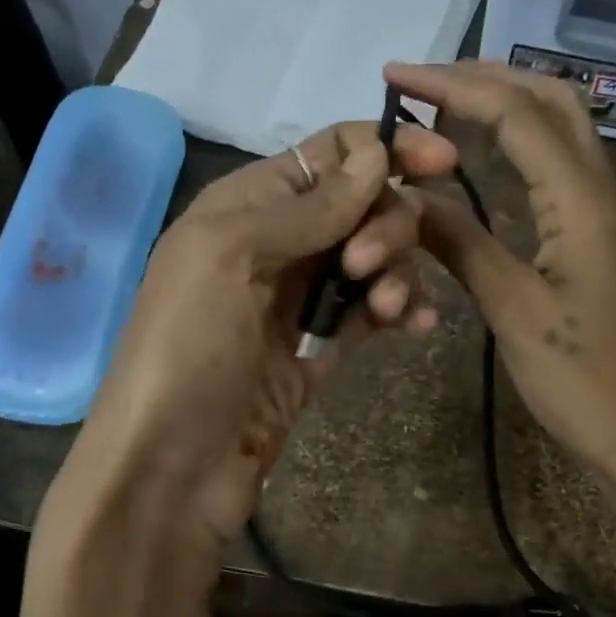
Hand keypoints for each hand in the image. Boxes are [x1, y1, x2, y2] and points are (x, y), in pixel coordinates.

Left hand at [68, 118, 457, 547]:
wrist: (171, 468)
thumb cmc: (188, 349)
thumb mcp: (231, 256)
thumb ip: (308, 206)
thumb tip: (376, 153)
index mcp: (245, 205)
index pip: (327, 154)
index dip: (384, 148)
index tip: (444, 162)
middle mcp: (276, 243)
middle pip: (360, 205)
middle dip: (386, 224)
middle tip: (370, 268)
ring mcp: (298, 300)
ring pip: (374, 259)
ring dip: (397, 273)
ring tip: (393, 311)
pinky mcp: (318, 350)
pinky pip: (372, 312)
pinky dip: (402, 311)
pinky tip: (421, 326)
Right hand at [388, 60, 615, 483]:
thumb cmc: (580, 380)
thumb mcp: (512, 310)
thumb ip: (461, 244)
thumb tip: (410, 197)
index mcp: (581, 201)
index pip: (515, 114)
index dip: (452, 85)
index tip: (394, 76)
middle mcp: (601, 191)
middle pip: (551, 100)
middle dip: (486, 77)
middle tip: (423, 82)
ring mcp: (606, 213)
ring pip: (562, 128)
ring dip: (507, 101)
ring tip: (447, 104)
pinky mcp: (600, 237)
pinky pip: (561, 164)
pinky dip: (521, 140)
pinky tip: (487, 155)